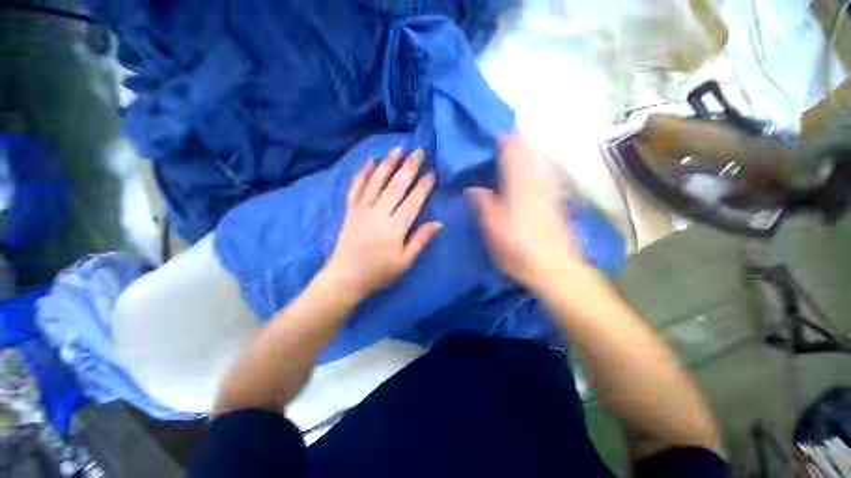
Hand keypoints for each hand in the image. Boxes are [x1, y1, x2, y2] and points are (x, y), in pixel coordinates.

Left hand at [323, 147, 441, 300]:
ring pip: (376, 182)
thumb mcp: (404, 263)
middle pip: (395, 186)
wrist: (345, 278)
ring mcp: (361, 211)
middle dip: (408, 167)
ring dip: (387, 164)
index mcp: (394, 229)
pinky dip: (362, 174)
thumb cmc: (378, 273)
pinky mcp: (350, 211)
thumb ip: (420, 241)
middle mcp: (378, 214)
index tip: (433, 172)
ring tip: (397, 149)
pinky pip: (356, 188)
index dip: (424, 186)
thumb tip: (438, 223)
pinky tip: (369, 161)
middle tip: (419, 151)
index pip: (413, 201)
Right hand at [468, 134, 583, 289]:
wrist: (554, 268)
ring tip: (518, 145)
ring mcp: (549, 192)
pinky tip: (535, 167)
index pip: (513, 155)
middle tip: (505, 134)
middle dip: (518, 141)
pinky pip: (546, 174)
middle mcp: (536, 185)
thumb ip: (483, 206)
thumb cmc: (518, 250)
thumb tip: (473, 188)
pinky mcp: (556, 201)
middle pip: (529, 154)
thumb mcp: (492, 231)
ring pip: (539, 162)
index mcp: (518, 189)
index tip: (495, 132)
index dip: (505, 141)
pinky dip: (538, 165)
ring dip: (528, 150)